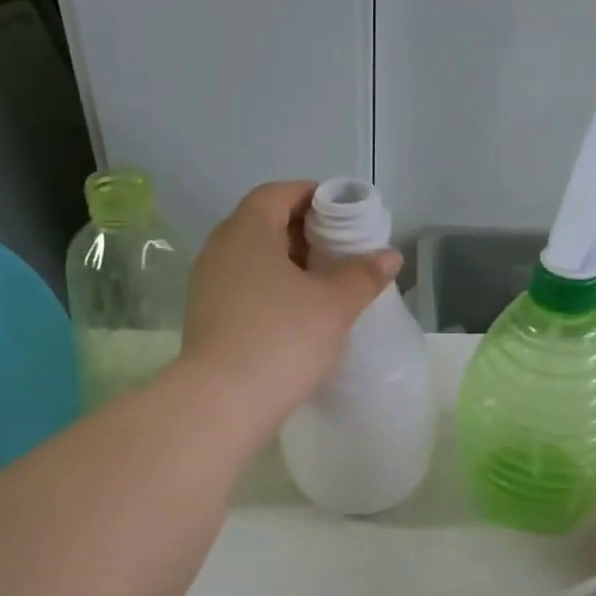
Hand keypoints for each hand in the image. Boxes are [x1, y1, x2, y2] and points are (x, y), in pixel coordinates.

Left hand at [181, 182, 401, 428]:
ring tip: (322, 284)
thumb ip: (363, 275)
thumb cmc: (283, 338)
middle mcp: (220, 249)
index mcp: (247, 231)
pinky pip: (242, 287)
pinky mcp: (205, 317)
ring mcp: (207, 285)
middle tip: (338, 249)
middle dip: (302, 231)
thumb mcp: (334, 305)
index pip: (278, 193)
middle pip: (263, 224)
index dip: (311, 195)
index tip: (341, 211)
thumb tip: (389, 255)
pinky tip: (295, 314)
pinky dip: (270, 289)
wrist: (223, 401)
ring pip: (251, 259)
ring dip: (286, 263)